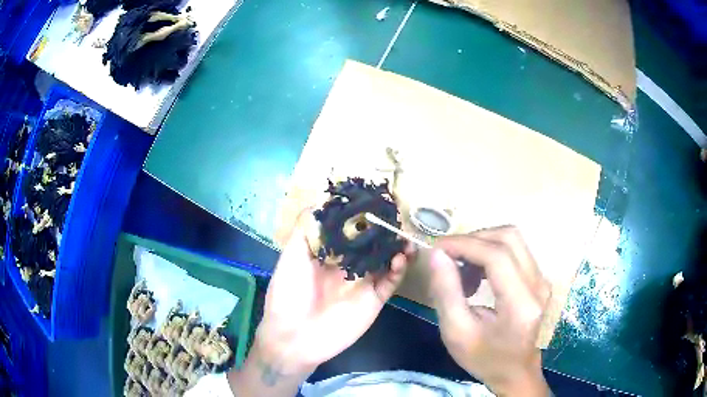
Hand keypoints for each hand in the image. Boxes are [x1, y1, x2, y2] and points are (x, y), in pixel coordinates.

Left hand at [255, 212, 411, 375]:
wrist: (294, 337)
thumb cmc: (288, 293)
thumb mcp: (291, 257)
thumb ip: (304, 230)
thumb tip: (319, 202)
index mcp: (328, 254)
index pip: (349, 229)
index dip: (360, 216)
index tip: (372, 200)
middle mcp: (348, 265)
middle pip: (371, 243)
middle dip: (383, 229)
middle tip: (395, 215)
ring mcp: (363, 282)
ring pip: (386, 260)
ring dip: (397, 247)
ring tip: (403, 235)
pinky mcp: (374, 299)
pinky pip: (391, 281)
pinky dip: (399, 268)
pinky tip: (401, 257)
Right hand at [429, 226, 550, 395]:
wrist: (516, 372)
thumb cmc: (485, 359)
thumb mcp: (456, 333)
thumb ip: (446, 292)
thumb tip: (437, 255)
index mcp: (521, 304)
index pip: (497, 256)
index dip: (465, 244)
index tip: (437, 247)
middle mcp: (538, 285)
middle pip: (509, 238)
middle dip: (473, 239)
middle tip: (448, 256)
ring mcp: (542, 280)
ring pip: (513, 240)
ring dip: (482, 245)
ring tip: (461, 269)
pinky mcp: (539, 279)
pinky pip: (515, 251)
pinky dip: (491, 253)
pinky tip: (477, 275)